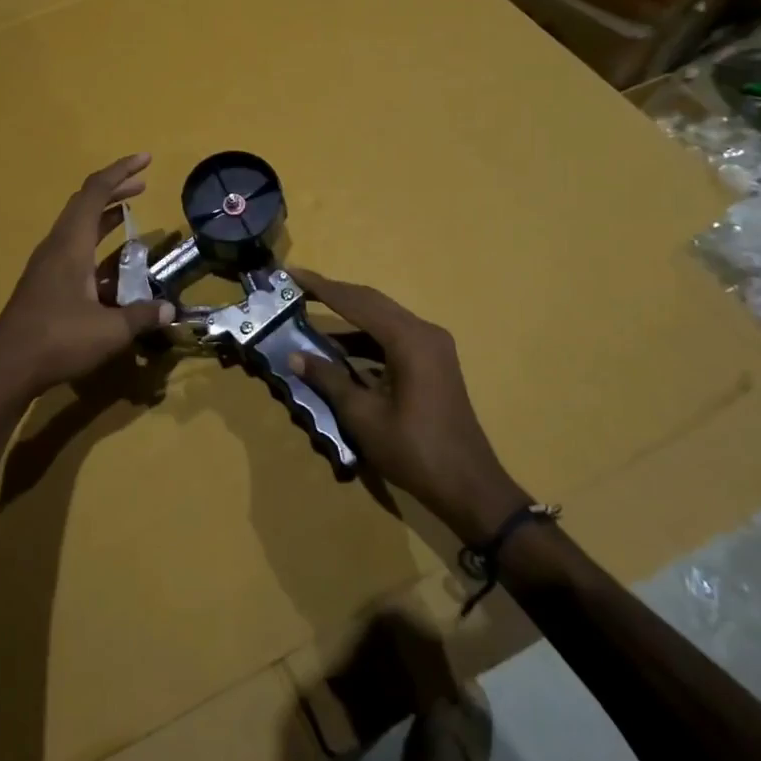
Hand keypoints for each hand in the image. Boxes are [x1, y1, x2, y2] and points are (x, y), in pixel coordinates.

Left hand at [0, 154, 175, 399]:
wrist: (7, 366)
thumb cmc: (58, 340)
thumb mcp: (110, 331)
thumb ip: (142, 316)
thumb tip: (170, 309)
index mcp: (71, 245)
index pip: (95, 193)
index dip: (120, 172)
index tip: (146, 160)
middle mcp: (56, 246)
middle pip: (84, 202)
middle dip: (114, 188)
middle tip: (143, 183)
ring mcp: (46, 263)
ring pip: (76, 224)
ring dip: (103, 213)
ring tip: (130, 210)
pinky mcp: (43, 281)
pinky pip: (72, 245)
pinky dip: (94, 238)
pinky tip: (110, 258)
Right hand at [288, 269, 526, 539]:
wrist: (469, 487)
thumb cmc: (414, 452)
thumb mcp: (363, 416)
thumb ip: (329, 380)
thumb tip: (295, 356)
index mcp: (408, 340)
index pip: (355, 302)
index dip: (320, 287)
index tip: (290, 273)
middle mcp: (424, 333)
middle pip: (371, 302)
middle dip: (333, 293)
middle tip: (296, 287)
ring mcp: (433, 347)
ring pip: (383, 318)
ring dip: (348, 316)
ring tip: (310, 313)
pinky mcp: (433, 363)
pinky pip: (393, 337)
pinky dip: (365, 338)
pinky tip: (340, 349)